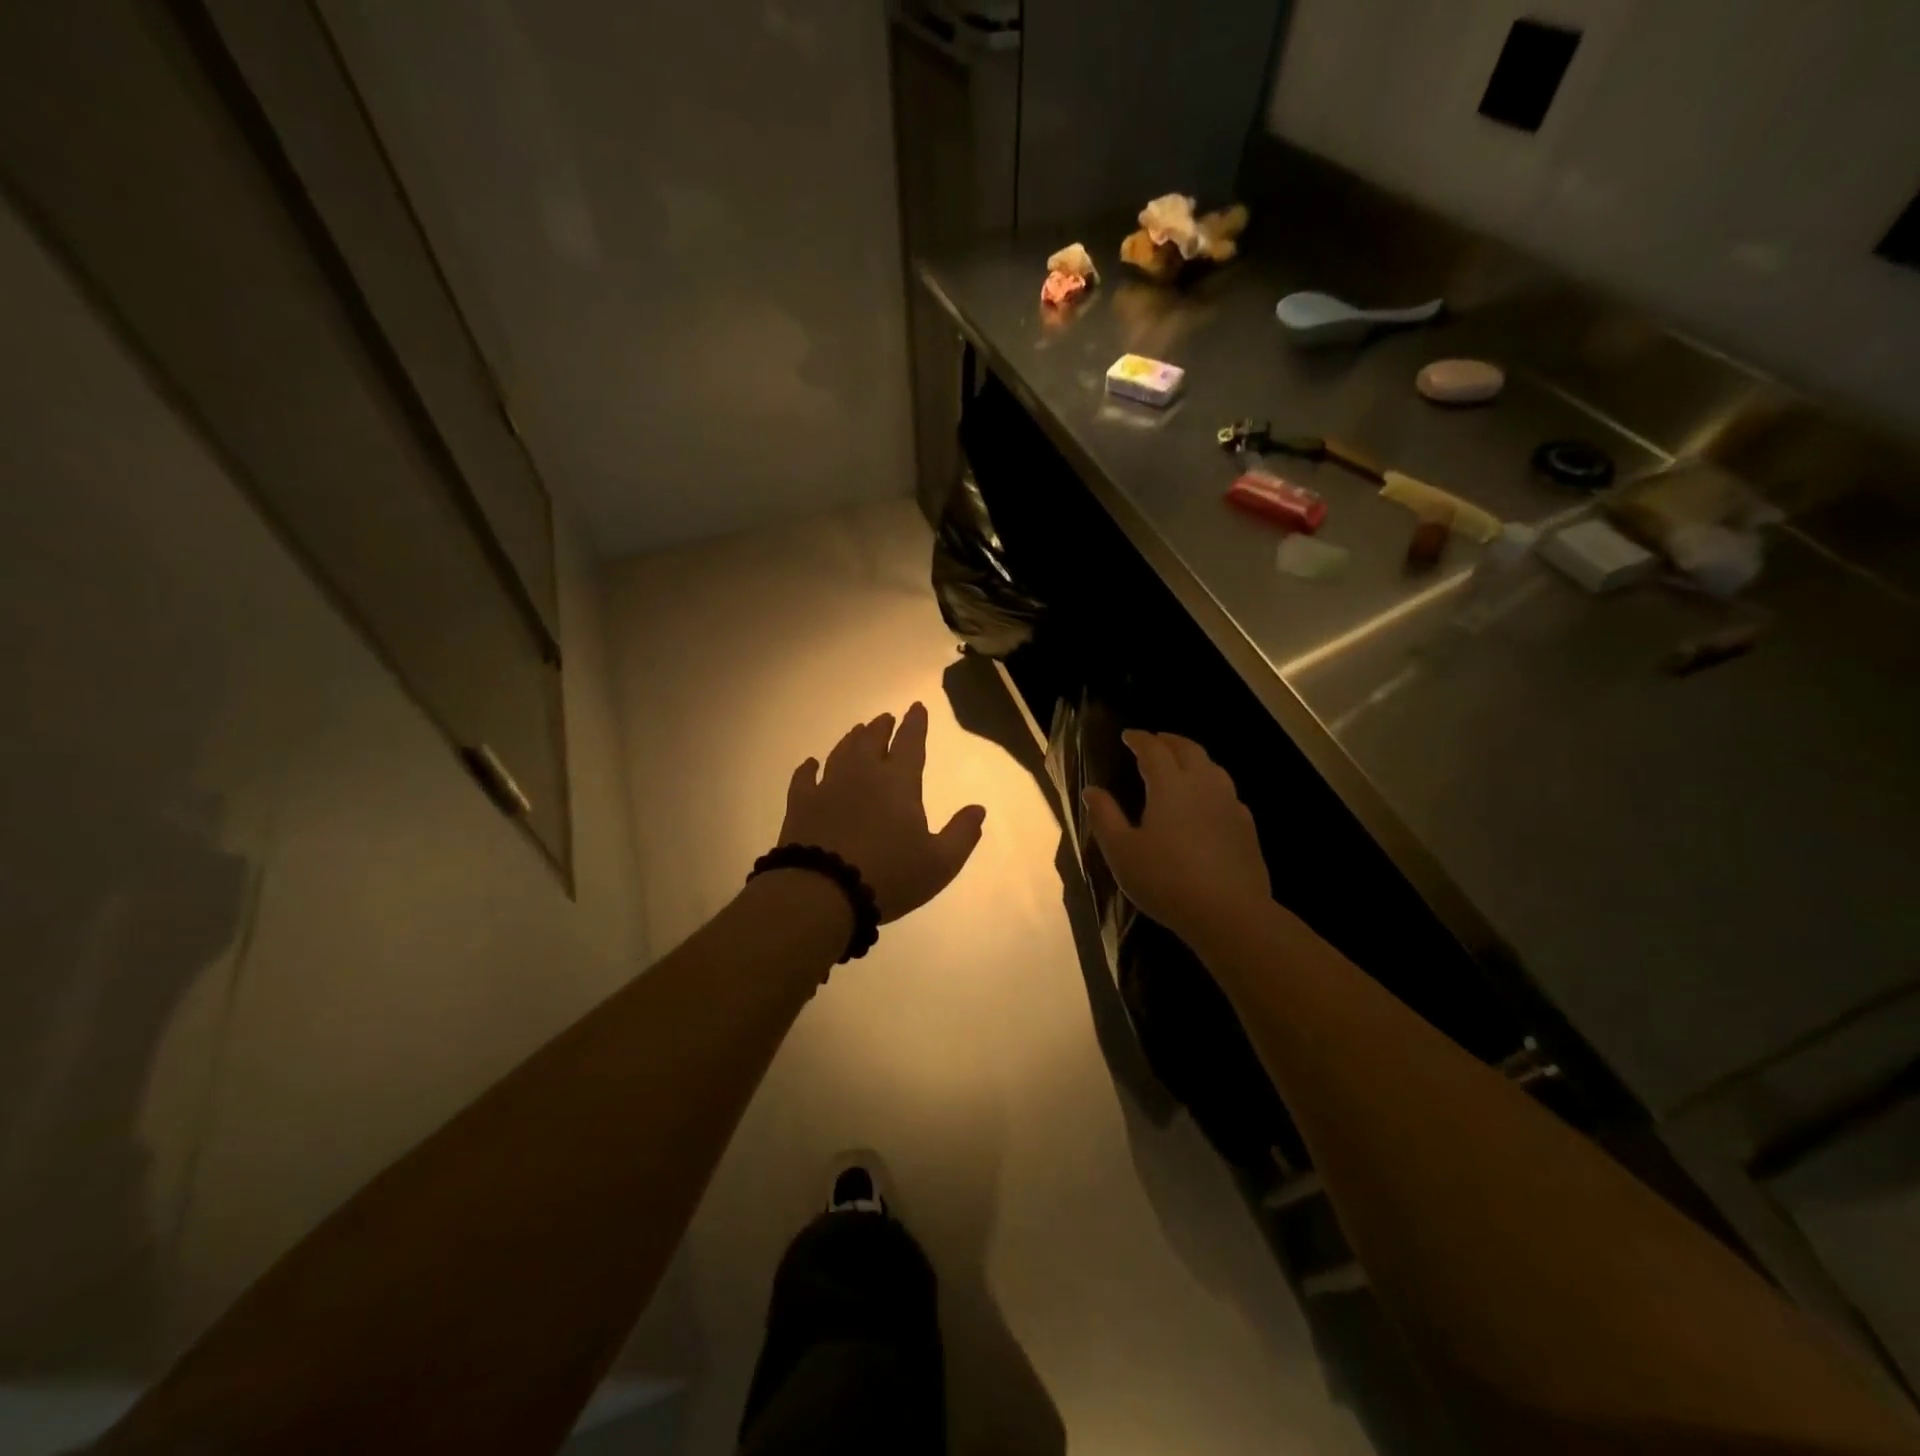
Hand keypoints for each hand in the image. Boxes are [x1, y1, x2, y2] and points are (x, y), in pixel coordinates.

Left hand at [780, 702, 986, 922]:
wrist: (823, 892)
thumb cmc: (889, 875)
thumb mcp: (940, 862)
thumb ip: (962, 834)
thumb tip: (978, 809)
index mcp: (899, 782)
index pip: (910, 743)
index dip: (916, 724)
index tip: (916, 707)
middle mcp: (862, 774)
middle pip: (872, 741)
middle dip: (882, 727)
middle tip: (885, 718)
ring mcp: (828, 787)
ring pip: (841, 753)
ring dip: (852, 740)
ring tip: (857, 731)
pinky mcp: (800, 805)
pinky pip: (804, 778)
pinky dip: (809, 768)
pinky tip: (811, 764)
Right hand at [1083, 730, 1270, 946]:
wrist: (1229, 913)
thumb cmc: (1166, 880)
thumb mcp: (1122, 851)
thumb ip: (1105, 817)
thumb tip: (1092, 790)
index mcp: (1170, 785)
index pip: (1154, 750)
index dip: (1140, 739)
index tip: (1128, 735)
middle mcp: (1203, 785)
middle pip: (1188, 750)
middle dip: (1169, 741)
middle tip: (1155, 741)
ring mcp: (1230, 805)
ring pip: (1213, 767)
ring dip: (1194, 758)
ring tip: (1181, 764)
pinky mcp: (1246, 827)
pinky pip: (1228, 793)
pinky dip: (1212, 784)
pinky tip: (1209, 801)